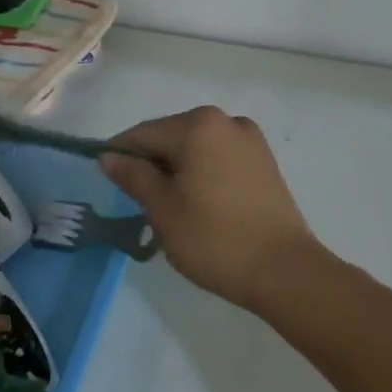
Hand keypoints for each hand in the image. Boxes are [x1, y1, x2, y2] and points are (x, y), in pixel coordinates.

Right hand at [99, 106, 322, 312]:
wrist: (283, 270)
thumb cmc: (213, 238)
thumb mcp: (162, 208)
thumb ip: (133, 175)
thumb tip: (108, 156)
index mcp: (198, 125)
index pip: (142, 134)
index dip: (120, 157)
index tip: (108, 185)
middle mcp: (226, 121)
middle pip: (171, 137)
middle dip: (152, 165)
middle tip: (140, 205)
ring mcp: (250, 140)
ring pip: (197, 149)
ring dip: (178, 171)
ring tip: (171, 210)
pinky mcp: (265, 162)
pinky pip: (219, 159)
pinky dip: (202, 175)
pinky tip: (200, 206)